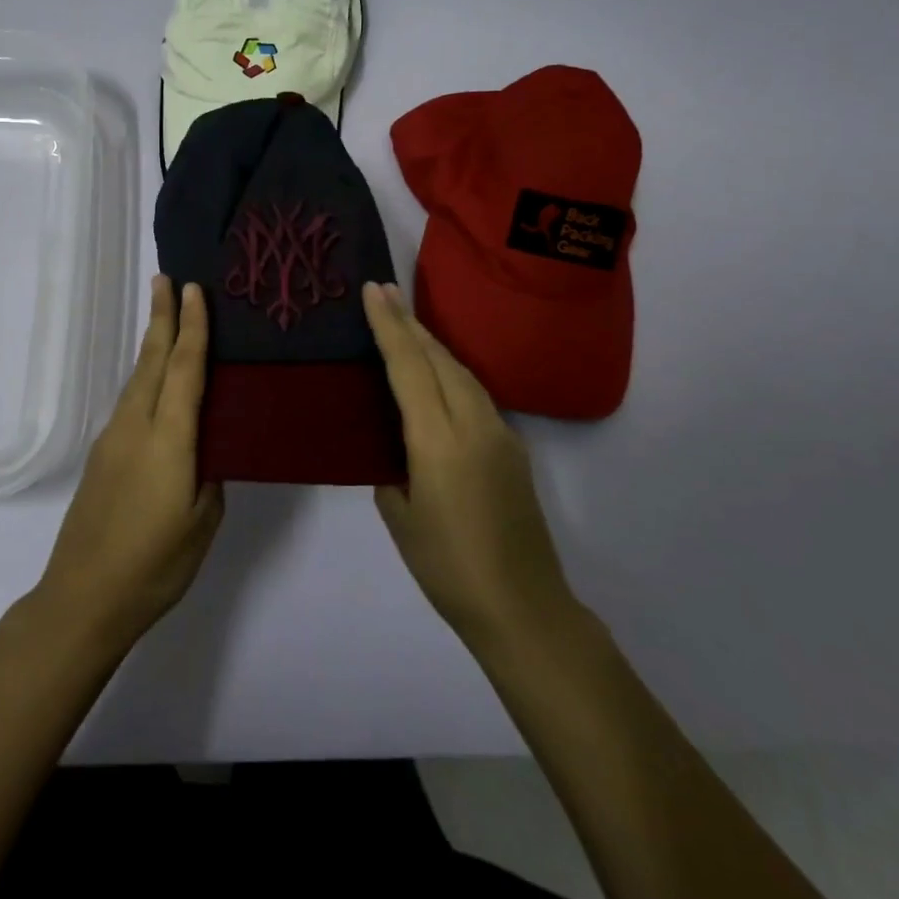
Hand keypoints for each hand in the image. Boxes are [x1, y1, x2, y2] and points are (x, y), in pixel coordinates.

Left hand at [36, 276, 223, 646]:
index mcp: (169, 439)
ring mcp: (113, 439)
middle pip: (153, 361)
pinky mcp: (102, 456)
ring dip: (152, 344)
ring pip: (137, 378)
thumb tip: (207, 450)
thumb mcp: (202, 522)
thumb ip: (210, 475)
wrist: (84, 597)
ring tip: (164, 318)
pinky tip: (153, 381)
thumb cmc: (155, 564)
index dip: (192, 327)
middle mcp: (136, 426)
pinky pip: (129, 401)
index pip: (185, 369)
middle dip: (161, 318)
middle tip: (167, 279)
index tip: (193, 289)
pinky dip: (145, 376)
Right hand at [362, 282, 578, 648]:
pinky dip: (449, 373)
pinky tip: (436, 377)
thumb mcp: (400, 518)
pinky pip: (475, 395)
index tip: (374, 290)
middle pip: (440, 358)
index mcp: (439, 441)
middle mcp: (475, 425)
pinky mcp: (513, 450)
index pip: (409, 367)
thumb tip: (395, 452)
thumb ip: (392, 472)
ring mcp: (501, 435)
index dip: (389, 326)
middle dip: (410, 323)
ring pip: (462, 373)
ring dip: (432, 345)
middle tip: (384, 292)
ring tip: (405, 325)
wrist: (524, 608)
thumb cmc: (449, 569)